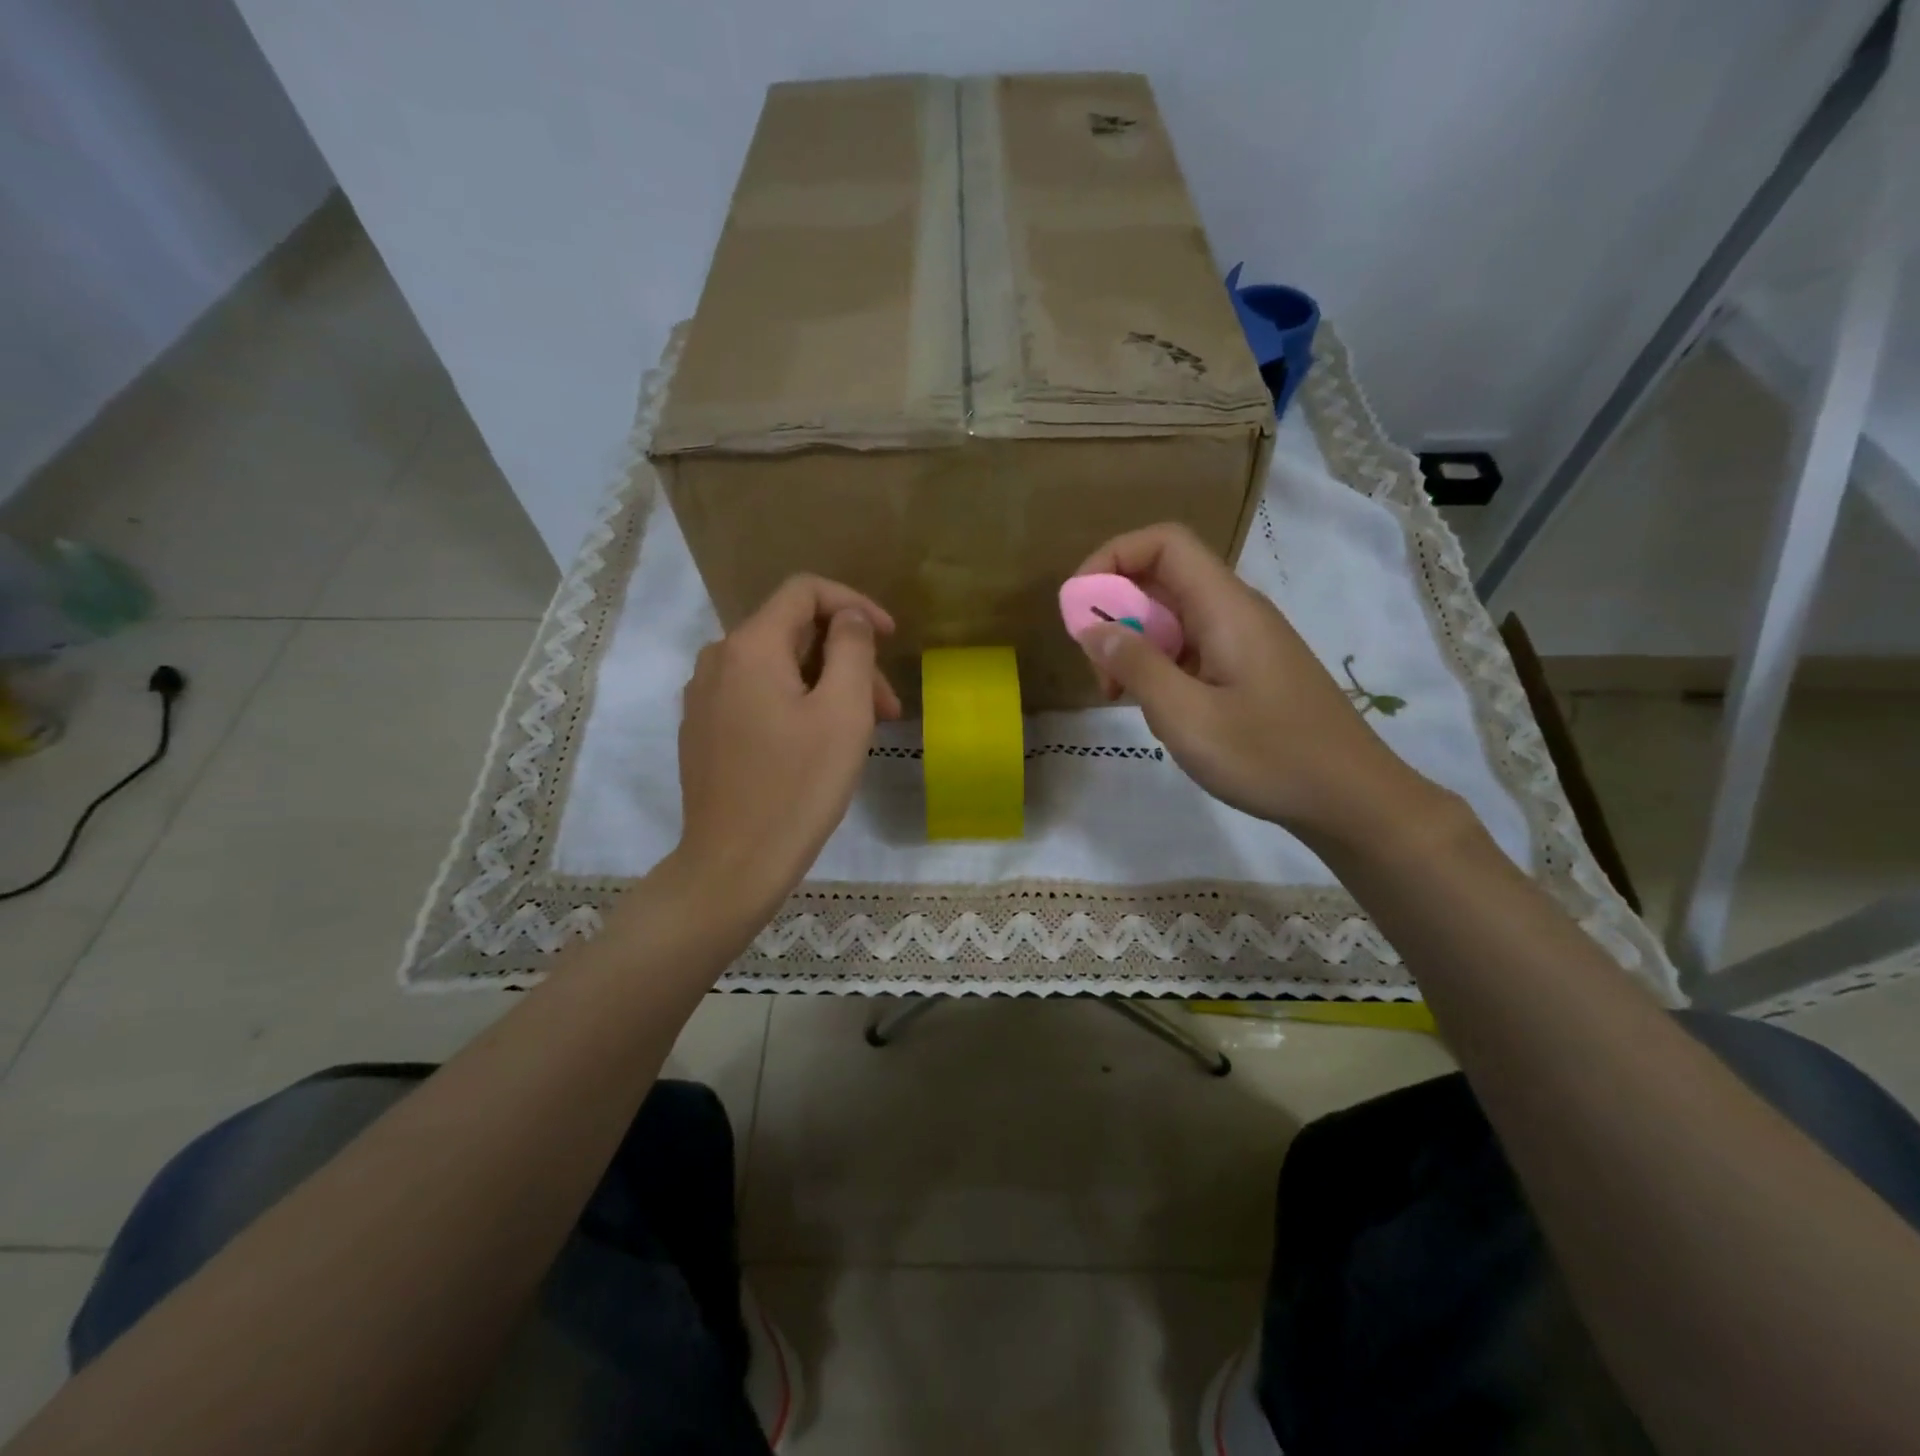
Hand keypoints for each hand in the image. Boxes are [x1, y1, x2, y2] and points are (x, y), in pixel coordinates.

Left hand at [671, 575, 900, 919]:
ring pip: (778, 668)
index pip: (804, 590)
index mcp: (750, 646)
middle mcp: (718, 660)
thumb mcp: (843, 712)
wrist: (734, 864)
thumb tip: (849, 617)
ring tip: (863, 730)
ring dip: (827, 686)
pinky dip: (797, 704)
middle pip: (794, 633)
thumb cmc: (798, 786)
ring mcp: (705, 697)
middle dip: (848, 658)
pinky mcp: (704, 730)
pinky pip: (757, 695)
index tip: (891, 637)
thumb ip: (852, 648)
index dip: (854, 604)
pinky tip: (820, 744)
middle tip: (888, 705)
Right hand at [1073, 524, 1437, 845]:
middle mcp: (1236, 611)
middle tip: (1098, 668)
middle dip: (1116, 613)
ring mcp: (1245, 641)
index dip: (1113, 557)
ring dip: (1136, 647)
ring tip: (1121, 696)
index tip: (1080, 605)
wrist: (1352, 799)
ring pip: (1174, 618)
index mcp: (1226, 607)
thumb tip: (1092, 628)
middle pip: (1164, 579)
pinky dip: (1161, 668)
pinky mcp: (1248, 670)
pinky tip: (1159, 711)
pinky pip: (1192, 649)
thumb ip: (1137, 666)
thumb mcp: (1187, 717)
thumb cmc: (1269, 757)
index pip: (1164, 543)